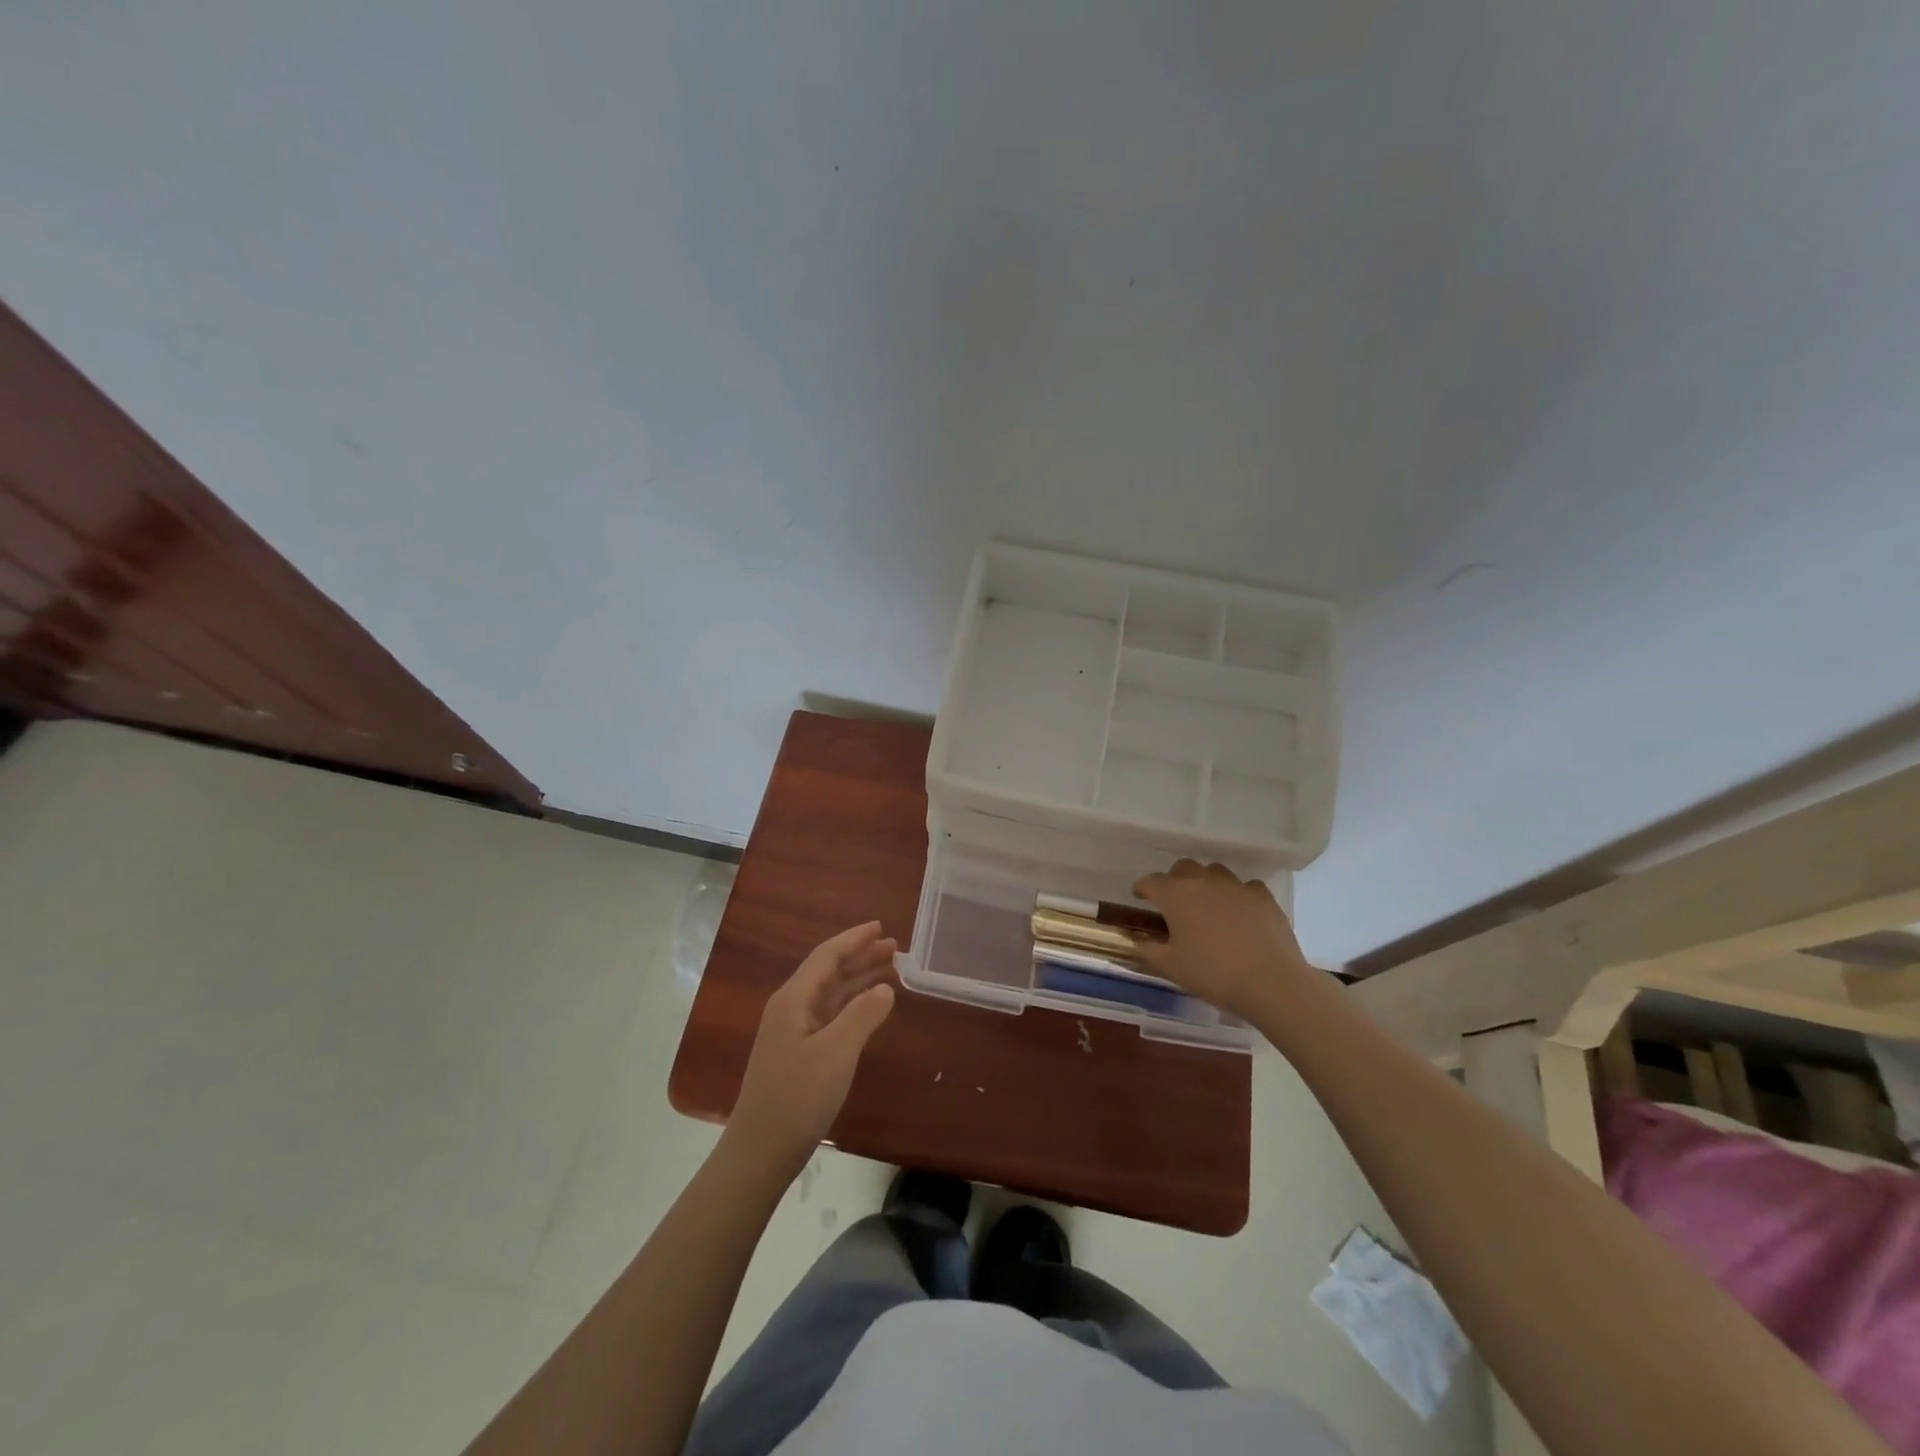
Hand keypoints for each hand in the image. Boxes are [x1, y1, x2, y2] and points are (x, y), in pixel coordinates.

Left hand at [725, 921, 897, 1174]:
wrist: (761, 1152)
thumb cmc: (797, 1097)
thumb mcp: (836, 1053)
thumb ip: (862, 1015)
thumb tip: (885, 988)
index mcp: (794, 999)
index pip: (826, 956)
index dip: (854, 939)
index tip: (880, 926)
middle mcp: (791, 1008)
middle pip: (828, 971)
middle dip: (860, 956)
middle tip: (894, 948)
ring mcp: (793, 1031)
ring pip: (830, 993)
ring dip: (858, 979)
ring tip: (889, 970)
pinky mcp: (799, 1053)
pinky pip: (830, 1014)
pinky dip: (852, 1005)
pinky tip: (870, 1007)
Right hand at [1132, 860, 1315, 1017]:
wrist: (1270, 982)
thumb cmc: (1212, 973)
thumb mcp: (1170, 967)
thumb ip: (1148, 949)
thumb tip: (1137, 941)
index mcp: (1176, 895)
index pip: (1151, 882)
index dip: (1142, 888)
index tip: (1139, 896)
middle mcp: (1204, 882)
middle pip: (1183, 868)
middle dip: (1174, 880)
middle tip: (1174, 901)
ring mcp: (1236, 886)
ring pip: (1215, 872)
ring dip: (1206, 883)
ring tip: (1207, 904)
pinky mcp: (1263, 897)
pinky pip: (1246, 887)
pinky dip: (1238, 895)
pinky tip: (1240, 912)